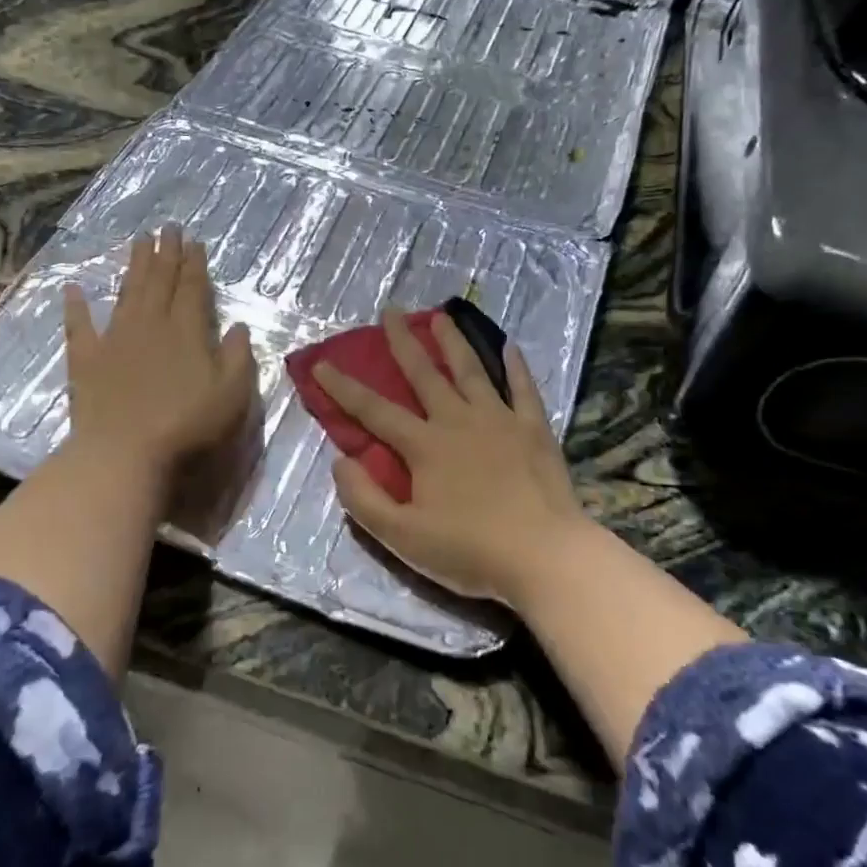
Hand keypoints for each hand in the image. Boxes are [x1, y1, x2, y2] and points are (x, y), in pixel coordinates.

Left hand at [63, 226, 257, 486]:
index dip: (194, 263)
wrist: (124, 453)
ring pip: (127, 293)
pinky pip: (79, 326)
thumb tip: (237, 326)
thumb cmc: (187, 426)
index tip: (194, 241)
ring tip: (138, 241)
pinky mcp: (86, 360)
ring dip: (134, 266)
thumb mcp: (232, 395)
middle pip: (159, 281)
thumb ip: (238, 357)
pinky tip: (73, 288)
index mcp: (186, 331)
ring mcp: (114, 339)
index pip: (192, 288)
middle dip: (165, 253)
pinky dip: (75, 306)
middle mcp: (150, 324)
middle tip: (167, 227)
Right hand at [315, 310, 588, 603]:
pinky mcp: (533, 429)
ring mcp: (499, 420)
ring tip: (442, 315)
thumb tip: (341, 461)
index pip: (374, 410)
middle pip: (424, 374)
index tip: (322, 364)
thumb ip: (365, 499)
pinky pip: (523, 388)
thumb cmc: (470, 550)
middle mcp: (458, 420)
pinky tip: (509, 346)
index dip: (344, 388)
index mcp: (424, 446)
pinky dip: (516, 366)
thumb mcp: (403, 537)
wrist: (544, 556)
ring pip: (471, 370)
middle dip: (403, 342)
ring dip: (453, 341)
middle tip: (390, 311)